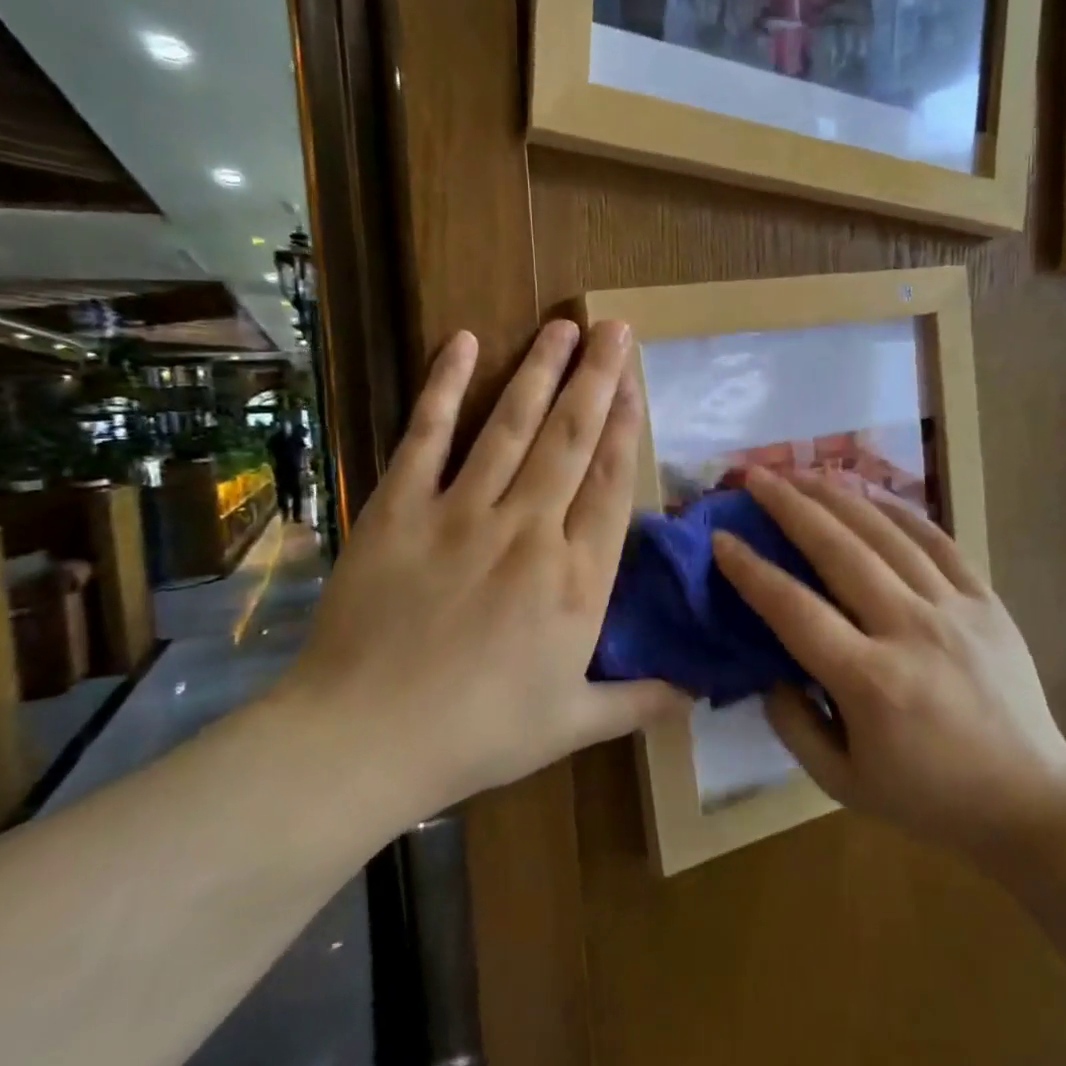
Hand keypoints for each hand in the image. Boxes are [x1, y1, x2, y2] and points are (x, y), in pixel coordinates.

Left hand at [285, 321, 688, 811]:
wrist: (367, 739)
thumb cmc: (479, 734)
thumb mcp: (572, 724)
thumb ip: (639, 700)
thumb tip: (698, 694)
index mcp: (577, 579)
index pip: (611, 484)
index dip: (626, 427)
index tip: (636, 383)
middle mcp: (530, 530)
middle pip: (571, 439)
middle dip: (597, 379)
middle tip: (613, 328)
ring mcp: (462, 513)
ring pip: (511, 426)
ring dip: (540, 371)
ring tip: (563, 325)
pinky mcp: (400, 508)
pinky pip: (426, 435)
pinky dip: (444, 387)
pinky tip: (464, 343)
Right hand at [711, 469, 1065, 864]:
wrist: (1031, 800)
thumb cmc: (929, 798)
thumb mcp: (842, 782)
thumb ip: (792, 724)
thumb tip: (768, 669)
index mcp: (870, 683)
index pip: (795, 610)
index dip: (752, 571)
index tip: (721, 538)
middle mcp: (910, 631)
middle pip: (839, 552)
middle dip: (791, 507)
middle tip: (757, 477)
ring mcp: (954, 610)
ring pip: (887, 535)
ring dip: (839, 497)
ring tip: (803, 472)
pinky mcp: (986, 601)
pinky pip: (938, 542)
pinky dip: (901, 512)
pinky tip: (871, 494)